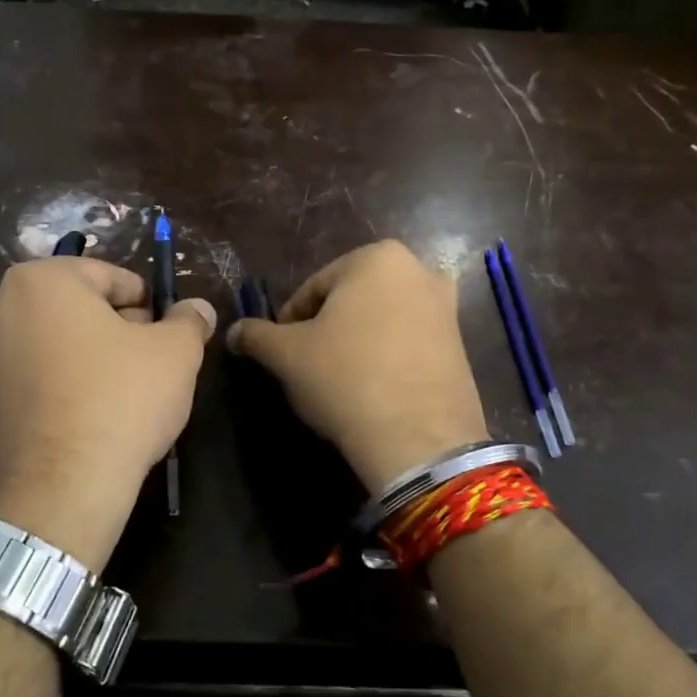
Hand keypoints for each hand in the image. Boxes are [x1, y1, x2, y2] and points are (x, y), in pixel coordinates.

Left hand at [0, 257, 216, 572]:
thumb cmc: (121, 400)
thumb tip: (198, 309)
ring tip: (131, 395)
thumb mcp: (176, 352)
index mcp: (41, 281)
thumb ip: (189, 320)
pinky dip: (72, 386)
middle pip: (83, 308)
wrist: (62, 489)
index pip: (112, 277)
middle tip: (155, 364)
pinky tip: (99, 418)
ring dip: (99, 359)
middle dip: (122, 330)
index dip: (150, 305)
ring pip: (62, 344)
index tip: (170, 336)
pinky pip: (43, 378)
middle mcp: (1, 309)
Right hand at [226, 241, 487, 491]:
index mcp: (376, 258)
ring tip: (338, 380)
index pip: (314, 287)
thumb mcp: (287, 355)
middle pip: (351, 300)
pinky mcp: (461, 345)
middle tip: (307, 365)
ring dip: (356, 342)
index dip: (290, 321)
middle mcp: (418, 270)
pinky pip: (408, 343)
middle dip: (327, 328)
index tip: (280, 352)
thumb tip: (234, 332)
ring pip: (381, 321)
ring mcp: (446, 308)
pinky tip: (372, 389)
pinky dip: (386, 357)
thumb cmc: (345, 378)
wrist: (418, 438)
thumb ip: (257, 335)